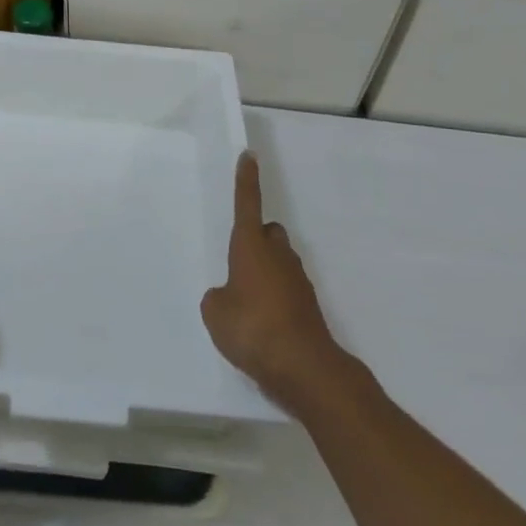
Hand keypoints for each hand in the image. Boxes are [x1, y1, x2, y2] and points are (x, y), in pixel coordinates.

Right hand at [201, 152, 346, 413]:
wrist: (306, 369)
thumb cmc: (253, 328)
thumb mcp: (216, 314)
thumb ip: (217, 298)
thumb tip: (228, 297)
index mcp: (251, 245)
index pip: (247, 203)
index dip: (246, 180)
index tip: (249, 156)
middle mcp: (277, 255)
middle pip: (269, 233)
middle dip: (258, 239)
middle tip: (240, 261)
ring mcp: (298, 280)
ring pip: (281, 261)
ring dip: (267, 272)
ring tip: (248, 304)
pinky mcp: (309, 307)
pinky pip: (288, 291)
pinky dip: (277, 300)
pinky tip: (264, 327)